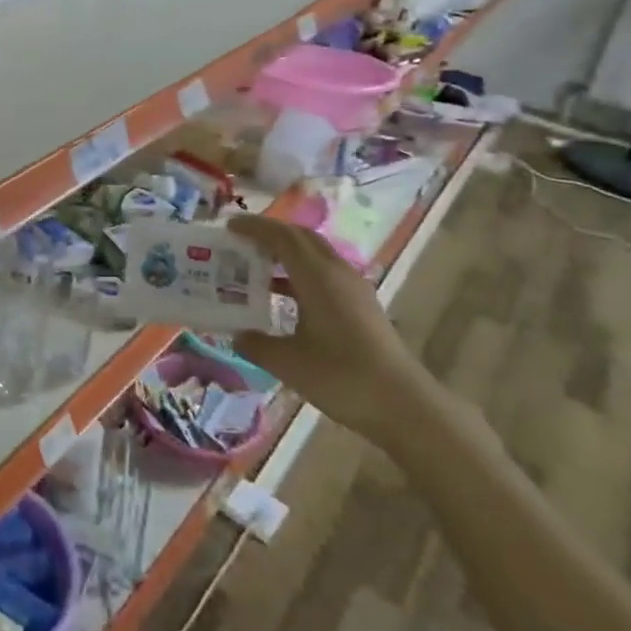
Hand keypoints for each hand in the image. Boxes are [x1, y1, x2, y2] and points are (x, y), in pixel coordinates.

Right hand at [226, 214, 433, 447]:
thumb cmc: (341, 377)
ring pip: (315, 255)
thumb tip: (236, 334)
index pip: (282, 237)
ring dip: (285, 254)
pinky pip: (324, 274)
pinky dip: (299, 274)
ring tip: (255, 267)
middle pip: (301, 238)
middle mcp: (337, 272)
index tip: (228, 225)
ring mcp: (353, 288)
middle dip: (270, 234)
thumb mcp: (288, 363)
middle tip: (240, 242)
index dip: (254, 227)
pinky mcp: (361, 305)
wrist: (403, 405)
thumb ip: (256, 343)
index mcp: (317, 276)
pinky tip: (283, 298)